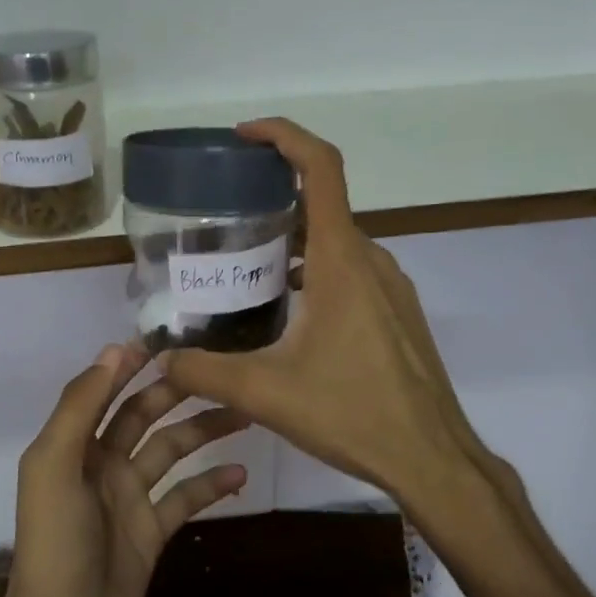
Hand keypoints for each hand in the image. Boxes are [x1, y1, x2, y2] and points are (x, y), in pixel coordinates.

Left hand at [0, 345, 248, 596]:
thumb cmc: (55, 550)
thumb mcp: (55, 468)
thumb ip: (81, 407)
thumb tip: (114, 349)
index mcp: (71, 446)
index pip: (104, 390)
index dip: (131, 363)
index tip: (172, 339)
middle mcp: (98, 466)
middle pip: (141, 416)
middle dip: (176, 392)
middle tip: (222, 370)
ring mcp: (126, 501)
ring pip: (169, 452)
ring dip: (203, 432)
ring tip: (245, 412)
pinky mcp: (149, 536)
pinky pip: (184, 499)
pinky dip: (210, 485)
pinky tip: (242, 474)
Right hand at [159, 119, 522, 521]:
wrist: (434, 460)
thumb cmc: (354, 413)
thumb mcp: (266, 392)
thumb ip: (204, 371)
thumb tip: (160, 360)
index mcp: (341, 259)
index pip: (320, 167)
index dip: (284, 136)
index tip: (244, 136)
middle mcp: (370, 259)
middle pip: (320, 202)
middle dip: (272, 196)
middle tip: (223, 214)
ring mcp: (390, 285)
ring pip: (335, 240)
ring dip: (292, 238)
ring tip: (245, 263)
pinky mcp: (396, 311)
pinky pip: (351, 268)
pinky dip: (315, 267)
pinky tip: (286, 309)